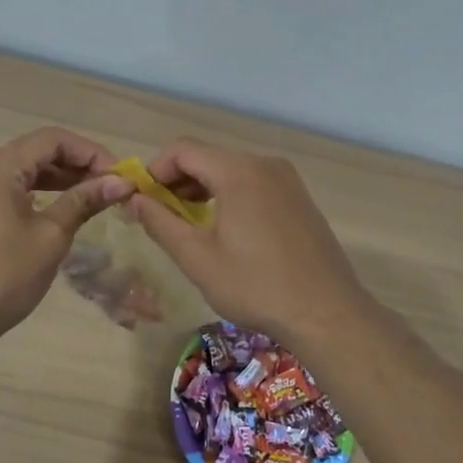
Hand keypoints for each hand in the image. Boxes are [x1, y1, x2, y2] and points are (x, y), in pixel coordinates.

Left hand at [0, 127, 133, 348]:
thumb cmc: (2, 277)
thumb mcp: (50, 237)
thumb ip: (83, 202)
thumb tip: (121, 182)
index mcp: (0, 167)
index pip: (53, 139)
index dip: (91, 152)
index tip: (120, 176)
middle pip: (38, 152)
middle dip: (78, 165)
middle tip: (113, 189)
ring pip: (25, 172)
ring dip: (61, 180)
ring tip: (95, 200)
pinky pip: (12, 192)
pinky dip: (41, 196)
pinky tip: (62, 212)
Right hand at [123, 138, 375, 347]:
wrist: (327, 313)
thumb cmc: (256, 286)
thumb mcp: (198, 258)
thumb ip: (161, 223)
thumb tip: (135, 199)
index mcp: (238, 172)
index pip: (183, 150)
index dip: (155, 170)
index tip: (142, 200)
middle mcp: (265, 164)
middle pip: (208, 157)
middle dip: (177, 181)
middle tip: (160, 216)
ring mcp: (287, 180)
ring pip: (231, 170)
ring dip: (202, 189)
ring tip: (187, 225)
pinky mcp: (299, 198)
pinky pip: (254, 183)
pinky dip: (229, 195)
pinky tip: (224, 229)